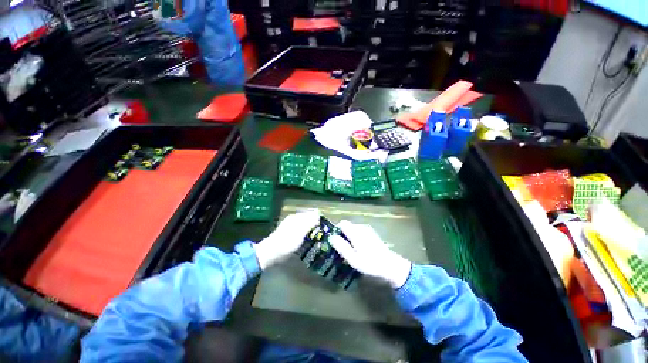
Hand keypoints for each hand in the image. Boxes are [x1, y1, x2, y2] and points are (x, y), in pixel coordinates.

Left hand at [253, 210, 319, 269]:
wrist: (271, 253)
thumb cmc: (287, 242)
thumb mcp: (300, 232)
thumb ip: (309, 223)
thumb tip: (318, 214)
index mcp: (296, 217)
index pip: (311, 214)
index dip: (318, 220)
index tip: (325, 227)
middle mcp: (294, 219)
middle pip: (308, 219)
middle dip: (315, 225)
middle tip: (322, 234)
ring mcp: (291, 226)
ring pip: (305, 225)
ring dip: (311, 230)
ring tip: (318, 238)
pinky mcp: (290, 233)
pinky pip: (302, 231)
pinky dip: (306, 234)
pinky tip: (309, 240)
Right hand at [329, 221, 411, 288]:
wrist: (390, 265)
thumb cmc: (370, 263)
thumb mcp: (352, 258)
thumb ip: (341, 246)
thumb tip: (331, 237)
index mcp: (355, 231)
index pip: (342, 223)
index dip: (336, 230)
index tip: (335, 241)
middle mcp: (361, 227)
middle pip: (347, 226)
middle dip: (343, 234)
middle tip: (342, 248)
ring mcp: (368, 229)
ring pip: (353, 229)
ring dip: (349, 236)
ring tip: (350, 250)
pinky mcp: (372, 233)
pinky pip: (359, 231)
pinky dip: (356, 237)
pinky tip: (359, 248)